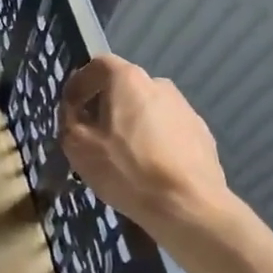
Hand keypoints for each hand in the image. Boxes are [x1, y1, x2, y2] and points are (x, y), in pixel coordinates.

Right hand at [59, 54, 230, 228]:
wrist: (187, 206)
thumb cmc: (126, 168)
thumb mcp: (77, 145)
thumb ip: (70, 120)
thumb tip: (76, 112)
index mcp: (128, 79)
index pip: (97, 65)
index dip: (79, 83)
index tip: (70, 107)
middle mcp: (159, 84)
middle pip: (124, 88)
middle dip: (106, 107)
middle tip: (94, 135)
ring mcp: (185, 109)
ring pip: (148, 110)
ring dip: (132, 125)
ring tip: (124, 157)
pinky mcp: (203, 134)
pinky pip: (169, 131)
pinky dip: (155, 142)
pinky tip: (150, 169)